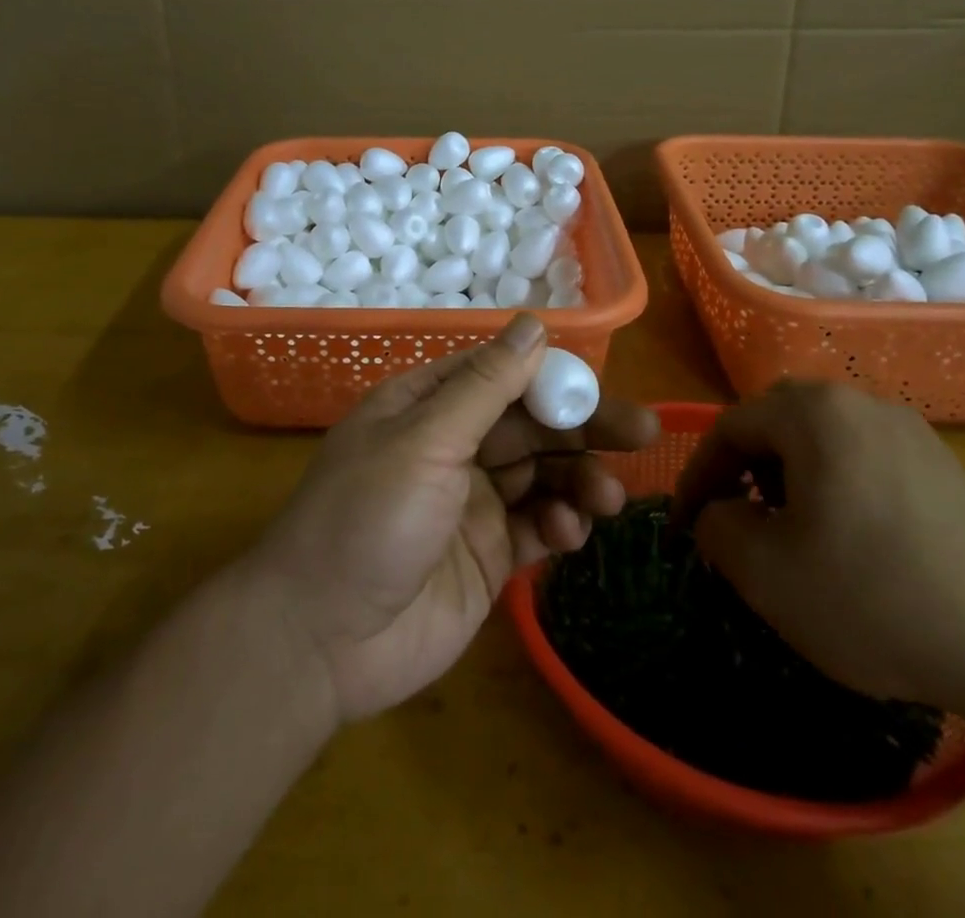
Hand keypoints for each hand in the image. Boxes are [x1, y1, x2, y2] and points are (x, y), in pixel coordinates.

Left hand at [246, 316, 659, 723]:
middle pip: (531, 424)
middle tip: (642, 433)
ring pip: (542, 475)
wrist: (322, 640)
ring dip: (579, 480)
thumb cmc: (367, 518)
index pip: (501, 375)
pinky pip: (537, 527)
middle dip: (583, 428)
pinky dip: (559, 526)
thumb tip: (534, 324)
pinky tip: (569, 536)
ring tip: (608, 500)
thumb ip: (486, 386)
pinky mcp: (488, 555)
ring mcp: (472, 502)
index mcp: (427, 405)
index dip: (551, 378)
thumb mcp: (426, 440)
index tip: (598, 390)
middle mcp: (452, 445)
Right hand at [672, 381, 964, 715]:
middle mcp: (860, 403)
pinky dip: (836, 485)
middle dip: (743, 467)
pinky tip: (851, 540)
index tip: (685, 525)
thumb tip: (720, 512)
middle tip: (736, 518)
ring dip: (789, 475)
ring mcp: (910, 431)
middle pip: (776, 420)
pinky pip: (865, 457)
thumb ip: (716, 527)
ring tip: (791, 531)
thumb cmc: (874, 598)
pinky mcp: (944, 465)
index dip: (697, 475)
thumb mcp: (765, 572)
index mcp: (813, 413)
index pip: (729, 427)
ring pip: (822, 437)